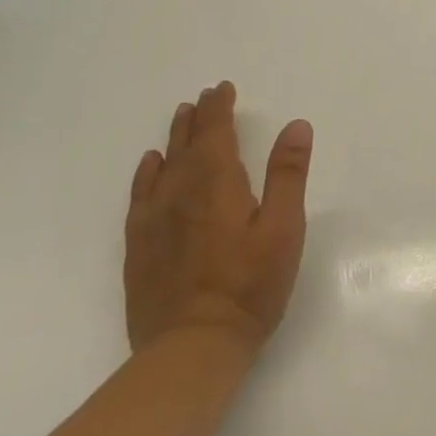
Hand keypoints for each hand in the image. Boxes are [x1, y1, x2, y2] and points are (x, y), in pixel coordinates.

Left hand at [125, 81, 312, 355]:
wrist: (191, 347)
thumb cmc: (249, 285)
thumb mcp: (284, 228)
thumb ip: (288, 174)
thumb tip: (296, 125)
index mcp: (216, 184)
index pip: (215, 133)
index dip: (219, 108)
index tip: (222, 88)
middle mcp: (179, 194)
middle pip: (186, 145)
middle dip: (197, 118)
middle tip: (204, 97)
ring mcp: (154, 221)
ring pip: (162, 166)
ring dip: (174, 139)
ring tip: (181, 118)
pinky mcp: (140, 247)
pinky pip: (140, 195)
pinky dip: (147, 173)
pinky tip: (151, 166)